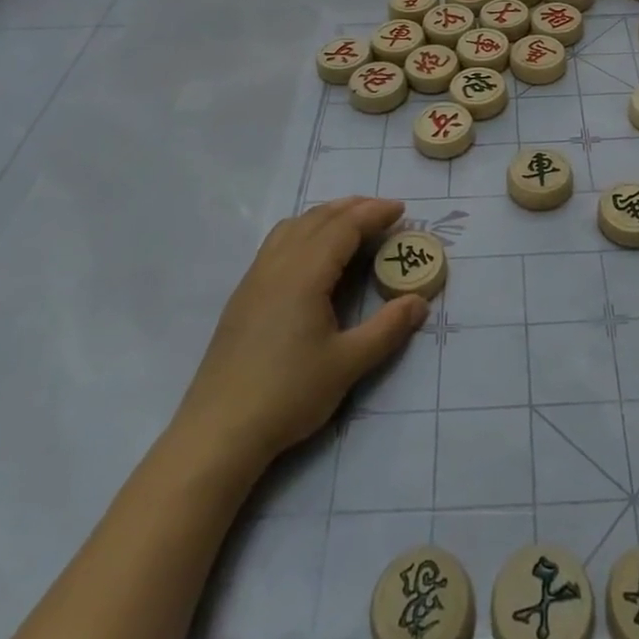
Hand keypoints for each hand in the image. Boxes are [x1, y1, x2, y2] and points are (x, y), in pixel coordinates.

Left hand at [169, 197, 426, 470]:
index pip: (344, 227)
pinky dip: (304, 230)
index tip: (401, 209)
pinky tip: (312, 251)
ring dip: (326, 215)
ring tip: (351, 221)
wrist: (219, 430)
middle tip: (383, 210)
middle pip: (318, 218)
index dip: (373, 214)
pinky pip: (277, 243)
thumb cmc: (288, 394)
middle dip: (353, 207)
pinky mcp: (244, 295)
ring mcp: (255, 278)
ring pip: (294, 227)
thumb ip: (387, 329)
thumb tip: (419, 302)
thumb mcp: (347, 364)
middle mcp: (278, 265)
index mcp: (305, 274)